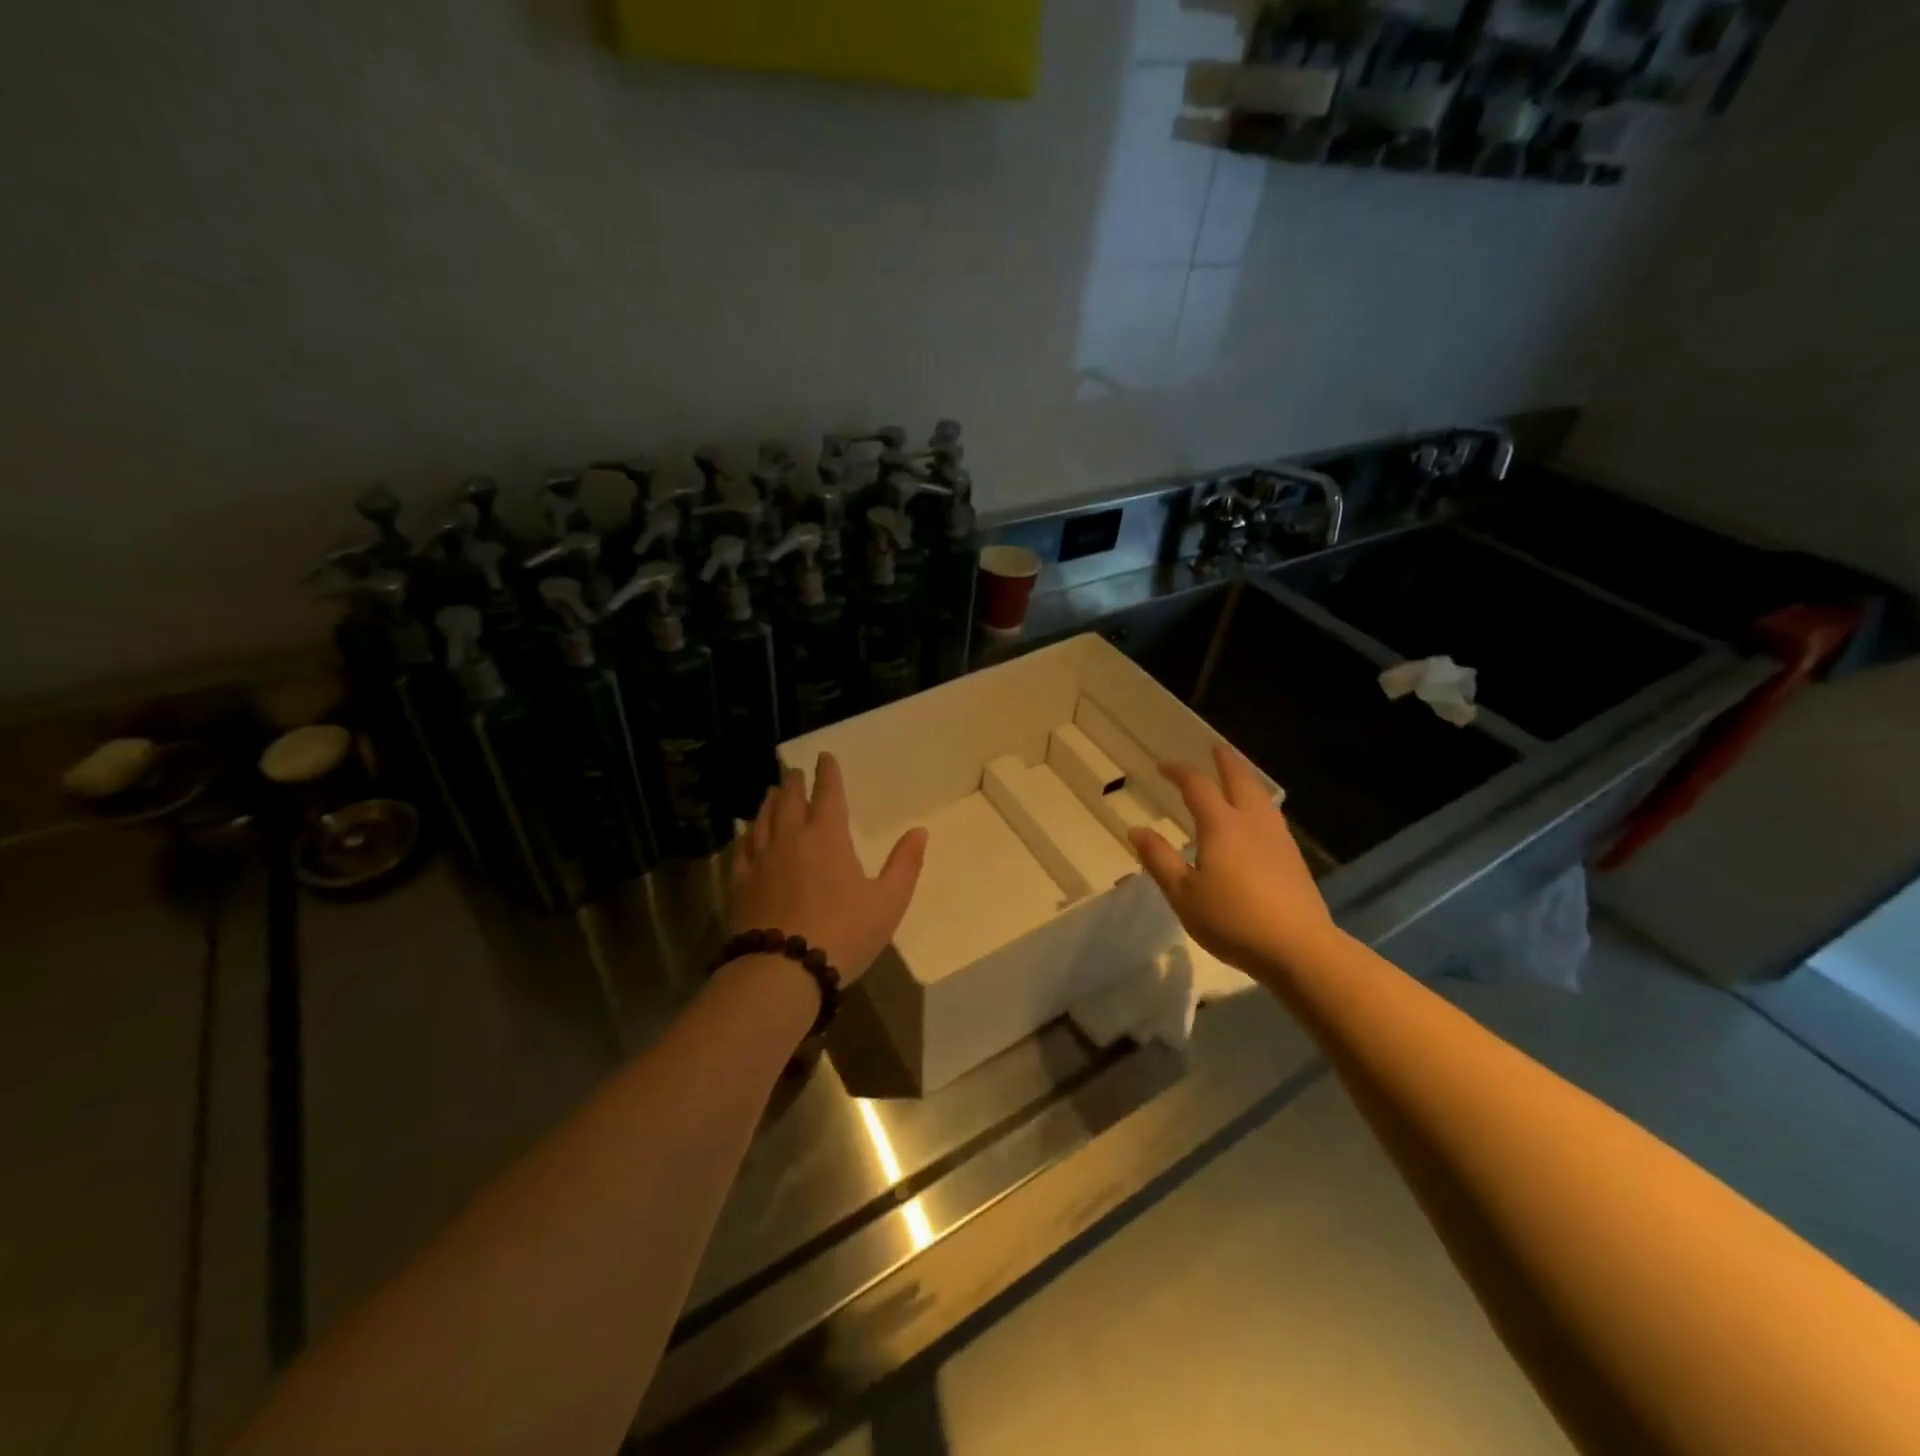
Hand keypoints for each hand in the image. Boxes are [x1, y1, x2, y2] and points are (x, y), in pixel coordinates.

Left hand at [727, 753, 927, 987]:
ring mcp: (760, 860)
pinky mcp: (740, 884)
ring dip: (769, 802)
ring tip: (770, 792)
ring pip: (763, 820)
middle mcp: (791, 839)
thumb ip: (905, 864)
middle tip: (793, 771)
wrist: (782, 970)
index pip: (828, 794)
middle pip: (790, 801)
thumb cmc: (844, 933)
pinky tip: (744, 833)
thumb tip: (920, 831)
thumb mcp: (889, 901)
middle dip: (794, 783)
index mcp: (828, 837)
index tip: (824, 757)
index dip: (828, 774)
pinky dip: (745, 834)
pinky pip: (741, 849)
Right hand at [1129, 745, 1338, 976]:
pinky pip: (1271, 815)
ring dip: (1245, 779)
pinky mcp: (1293, 857)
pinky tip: (1257, 818)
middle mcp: (1251, 821)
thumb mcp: (1183, 894)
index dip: (1178, 771)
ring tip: (1237, 776)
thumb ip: (1159, 859)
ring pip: (1261, 796)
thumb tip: (1136, 830)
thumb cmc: (1232, 920)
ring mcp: (1277, 838)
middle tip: (1215, 748)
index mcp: (1221, 825)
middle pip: (1239, 779)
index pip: (1197, 786)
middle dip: (1225, 761)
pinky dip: (1258, 802)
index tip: (1162, 766)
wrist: (1298, 948)